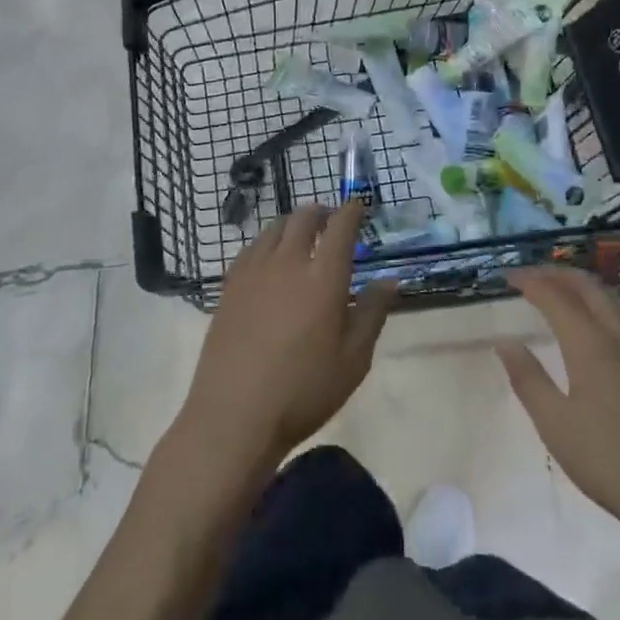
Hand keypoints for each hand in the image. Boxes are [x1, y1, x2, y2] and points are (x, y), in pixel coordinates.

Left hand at [179, 203, 396, 472]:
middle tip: (332, 221)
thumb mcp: (354, 359)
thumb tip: (390, 280)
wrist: (235, 415)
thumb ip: (373, 312)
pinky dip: (268, 242)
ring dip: (293, 224)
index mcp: (323, 277)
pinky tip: (270, 259)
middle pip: (304, 218)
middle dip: (322, 212)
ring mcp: (253, 272)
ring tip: (302, 237)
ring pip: (274, 229)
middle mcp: (288, 262)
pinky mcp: (229, 287)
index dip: (352, 211)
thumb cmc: (304, 390)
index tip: (360, 205)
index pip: (341, 226)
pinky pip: (251, 248)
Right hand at [498, 267, 619, 545]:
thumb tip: (506, 343)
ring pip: (616, 300)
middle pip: (590, 287)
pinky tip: (602, 326)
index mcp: (593, 345)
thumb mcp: (556, 426)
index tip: (509, 276)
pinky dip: (607, 306)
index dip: (531, 281)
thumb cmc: (611, 463)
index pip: (556, 296)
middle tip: (532, 275)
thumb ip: (528, 379)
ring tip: (563, 292)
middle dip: (558, 274)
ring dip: (586, 287)